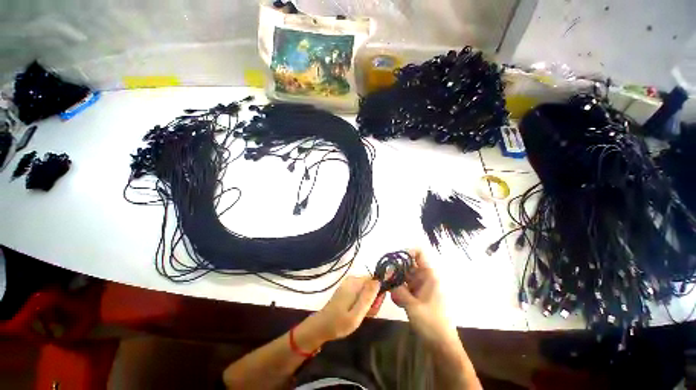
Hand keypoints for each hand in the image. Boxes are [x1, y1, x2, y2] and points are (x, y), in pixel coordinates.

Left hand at [307, 276, 381, 342]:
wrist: (320, 327)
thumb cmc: (338, 323)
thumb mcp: (356, 314)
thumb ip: (368, 297)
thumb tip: (379, 281)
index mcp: (354, 282)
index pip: (374, 280)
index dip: (378, 293)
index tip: (375, 306)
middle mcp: (352, 280)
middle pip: (371, 286)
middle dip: (373, 299)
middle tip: (368, 314)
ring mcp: (349, 285)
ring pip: (367, 291)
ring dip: (368, 303)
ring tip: (363, 316)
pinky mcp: (348, 290)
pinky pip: (361, 293)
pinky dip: (362, 303)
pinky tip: (359, 314)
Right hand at [390, 249, 456, 344]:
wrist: (442, 345)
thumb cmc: (431, 323)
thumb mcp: (412, 305)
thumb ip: (398, 290)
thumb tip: (386, 277)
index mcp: (429, 276)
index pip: (419, 253)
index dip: (406, 252)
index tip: (393, 259)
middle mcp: (425, 278)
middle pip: (408, 265)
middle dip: (396, 270)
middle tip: (385, 277)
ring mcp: (421, 287)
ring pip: (405, 277)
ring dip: (396, 282)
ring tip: (389, 290)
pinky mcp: (418, 296)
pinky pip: (406, 287)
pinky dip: (400, 291)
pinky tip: (396, 301)